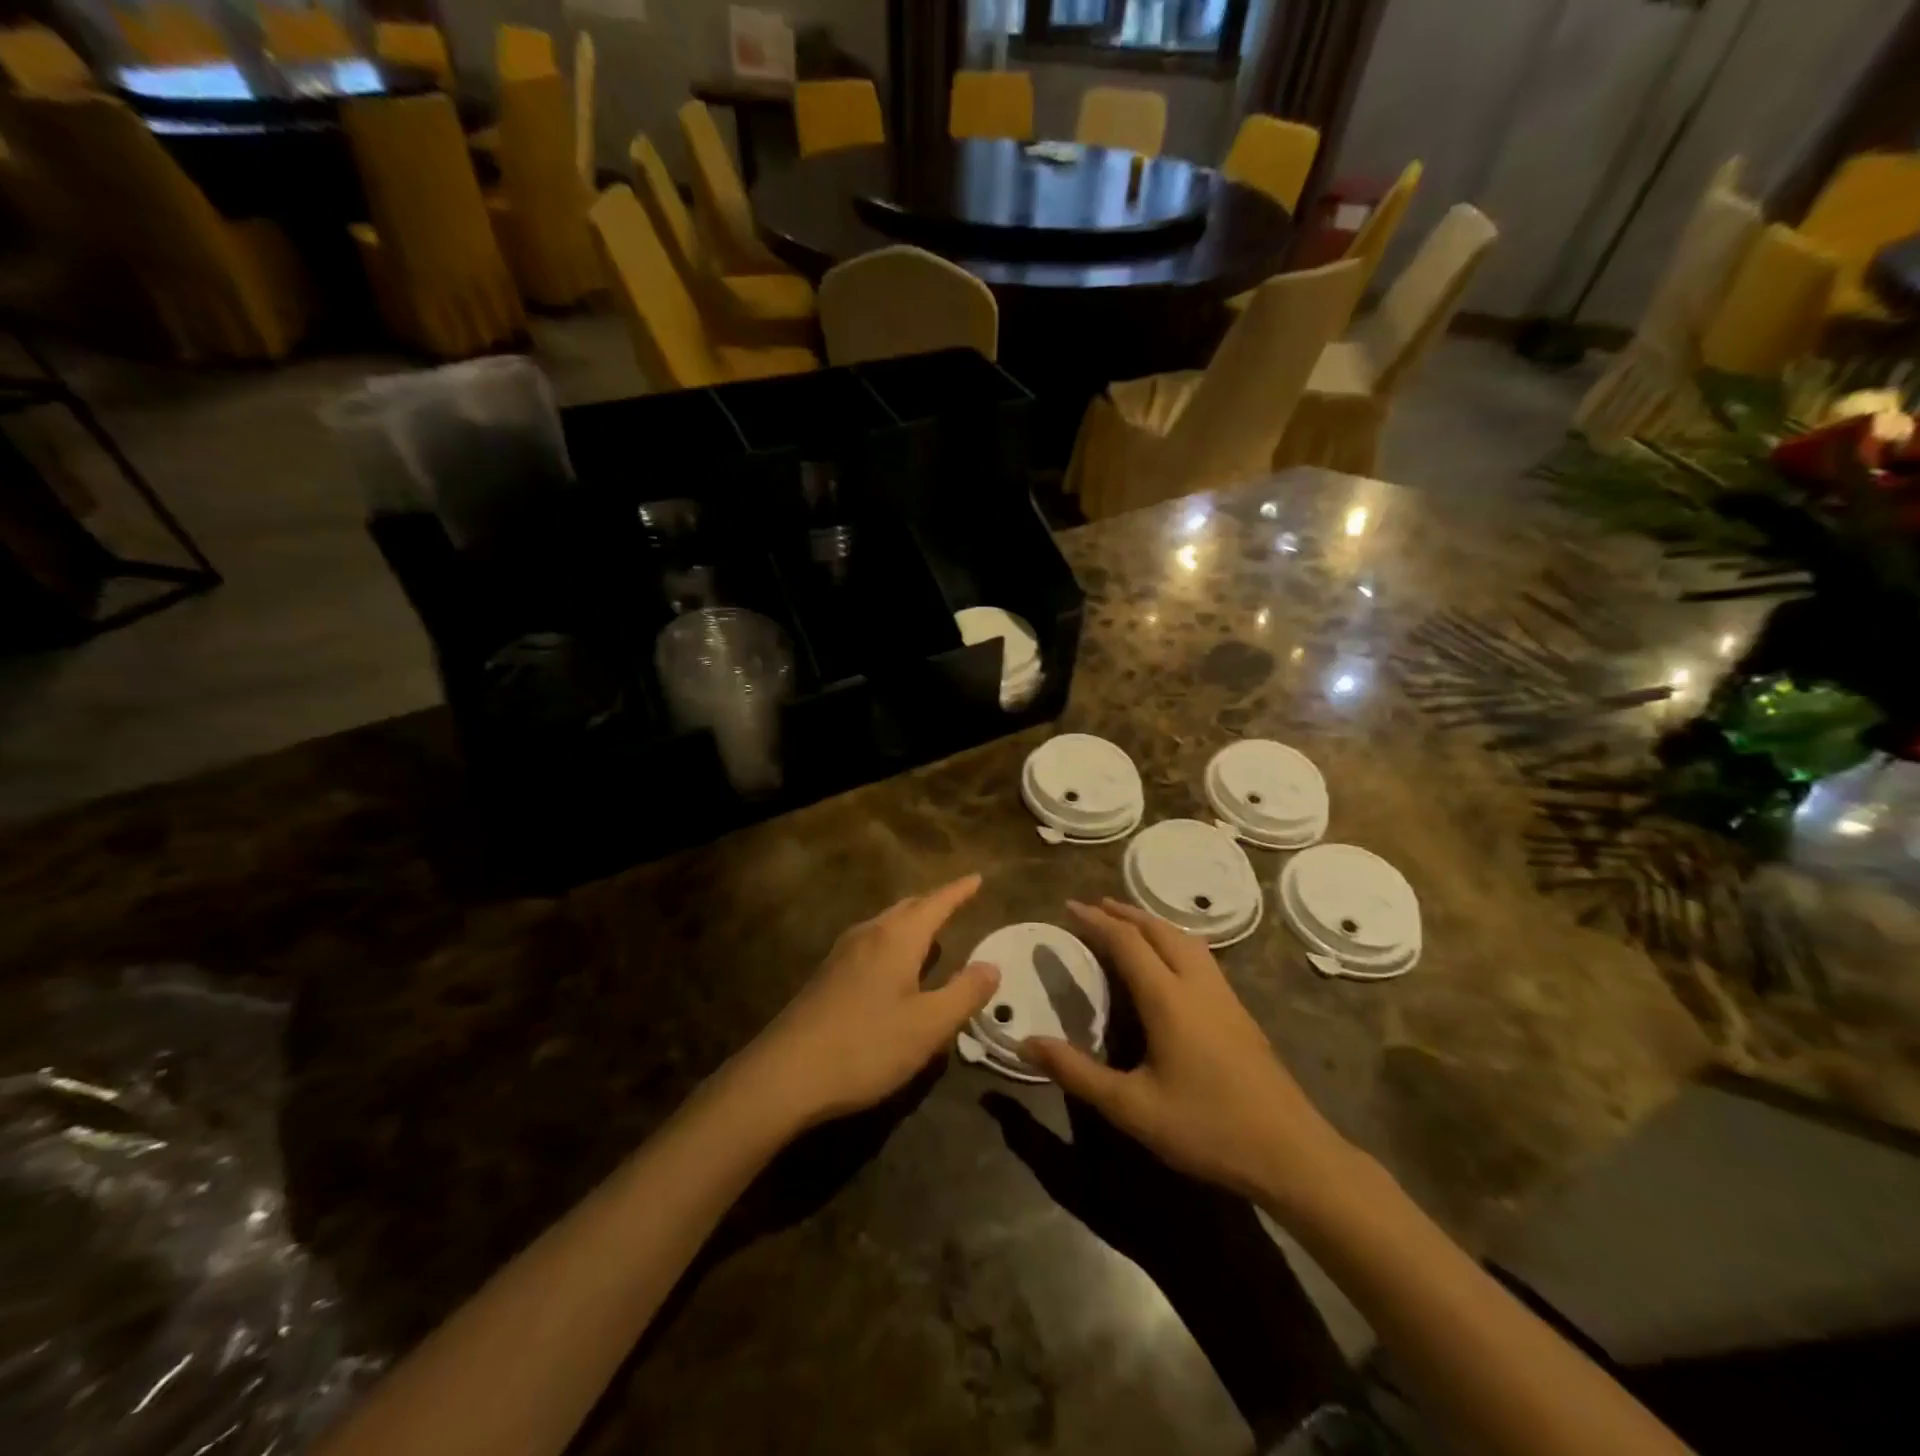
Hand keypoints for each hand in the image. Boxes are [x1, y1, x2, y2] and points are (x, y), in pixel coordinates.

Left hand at [743, 875, 998, 1128]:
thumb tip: (991, 965)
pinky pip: (871, 943)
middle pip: (907, 907)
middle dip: (934, 903)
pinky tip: (894, 968)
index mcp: (896, 938)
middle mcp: (868, 934)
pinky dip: (893, 942)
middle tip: (958, 903)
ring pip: (885, 924)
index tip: (977, 878)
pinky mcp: (827, 976)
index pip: (936, 903)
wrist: (785, 1074)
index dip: (959, 891)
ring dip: (911, 922)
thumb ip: (964, 993)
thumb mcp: (928, 1026)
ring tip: (931, 933)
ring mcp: (842, 954)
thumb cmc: (866, 1046)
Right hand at [1022, 899, 1350, 1210]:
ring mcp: (1224, 995)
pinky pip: (1200, 955)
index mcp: (1168, 998)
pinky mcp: (1239, 1011)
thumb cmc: (1206, 1128)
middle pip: (1158, 930)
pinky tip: (1170, 961)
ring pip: (1185, 938)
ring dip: (1152, 922)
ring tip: (1127, 923)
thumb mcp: (1131, 1108)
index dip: (1096, 921)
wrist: (1291, 1153)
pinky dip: (1173, 940)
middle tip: (1094, 907)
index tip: (1069, 907)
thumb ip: (1076, 1073)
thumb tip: (1024, 1043)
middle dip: (1124, 913)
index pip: (1126, 942)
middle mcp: (1197, 984)